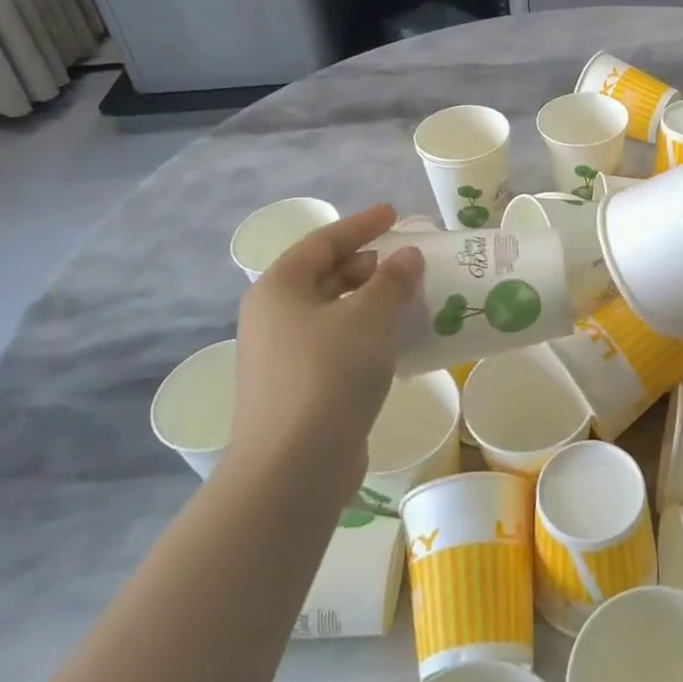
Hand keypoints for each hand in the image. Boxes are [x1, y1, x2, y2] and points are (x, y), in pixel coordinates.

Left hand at [224, 205, 424, 495]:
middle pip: (324, 276)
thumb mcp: (369, 318)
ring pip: (332, 313)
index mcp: (280, 288)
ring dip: (370, 302)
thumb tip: (407, 257)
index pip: (323, 242)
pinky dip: (365, 335)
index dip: (361, 225)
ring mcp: (282, 356)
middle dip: (367, 265)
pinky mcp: (298, 389)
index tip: (394, 214)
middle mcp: (274, 317)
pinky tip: (397, 342)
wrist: (293, 467)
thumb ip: (392, 281)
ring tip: (409, 297)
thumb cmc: (329, 375)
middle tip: (407, 260)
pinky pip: (336, 345)